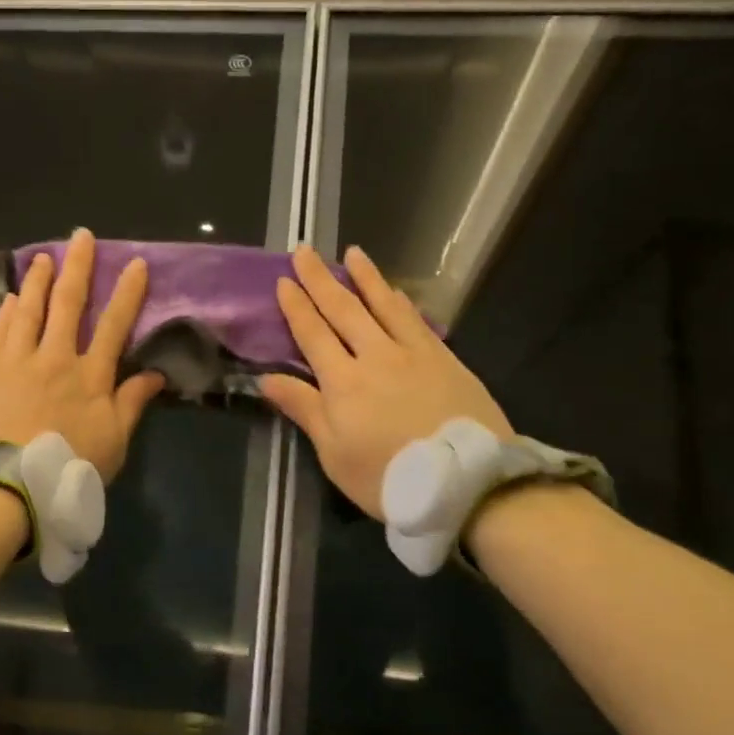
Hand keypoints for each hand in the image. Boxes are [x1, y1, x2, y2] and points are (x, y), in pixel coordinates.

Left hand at [0, 228, 164, 482]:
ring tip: (43, 256)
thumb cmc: (65, 467)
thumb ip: (132, 404)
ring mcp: (16, 360)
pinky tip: (10, 298)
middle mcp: (54, 357)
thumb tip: (155, 373)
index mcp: (90, 376)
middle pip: (68, 304)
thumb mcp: (113, 443)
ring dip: (38, 280)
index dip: (127, 293)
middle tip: (81, 236)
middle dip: (78, 267)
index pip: (113, 325)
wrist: (1, 483)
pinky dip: (7, 311)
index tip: (136, 264)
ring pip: (29, 309)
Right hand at [260, 245, 510, 519]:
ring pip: (384, 306)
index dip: (296, 306)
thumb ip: (304, 409)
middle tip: (305, 251)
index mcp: (343, 382)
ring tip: (352, 253)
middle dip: (321, 280)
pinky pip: (416, 321)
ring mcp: (414, 354)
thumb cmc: (389, 477)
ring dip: (366, 278)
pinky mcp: (445, 359)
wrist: (466, 482)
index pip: (313, 334)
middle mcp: (375, 356)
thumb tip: (266, 378)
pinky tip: (396, 292)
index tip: (284, 280)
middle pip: (344, 310)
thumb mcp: (335, 453)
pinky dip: (401, 302)